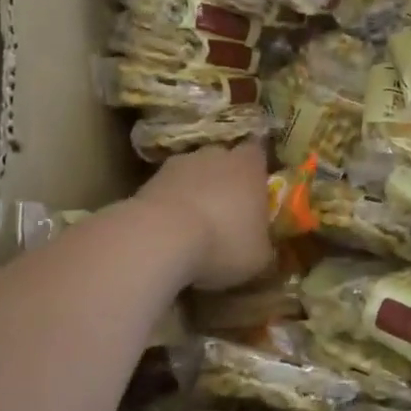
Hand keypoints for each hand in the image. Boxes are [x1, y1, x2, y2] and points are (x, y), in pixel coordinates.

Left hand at [135, 141, 273, 291]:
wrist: (160, 239)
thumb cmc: (224, 242)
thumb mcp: (259, 257)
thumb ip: (263, 244)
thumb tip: (260, 246)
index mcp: (249, 166)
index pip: (258, 153)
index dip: (257, 170)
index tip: (256, 190)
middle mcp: (216, 155)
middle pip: (223, 161)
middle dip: (224, 181)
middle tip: (227, 212)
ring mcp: (178, 165)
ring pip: (192, 175)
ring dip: (195, 194)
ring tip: (194, 227)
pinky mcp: (148, 182)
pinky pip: (167, 192)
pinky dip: (170, 208)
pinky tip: (170, 235)